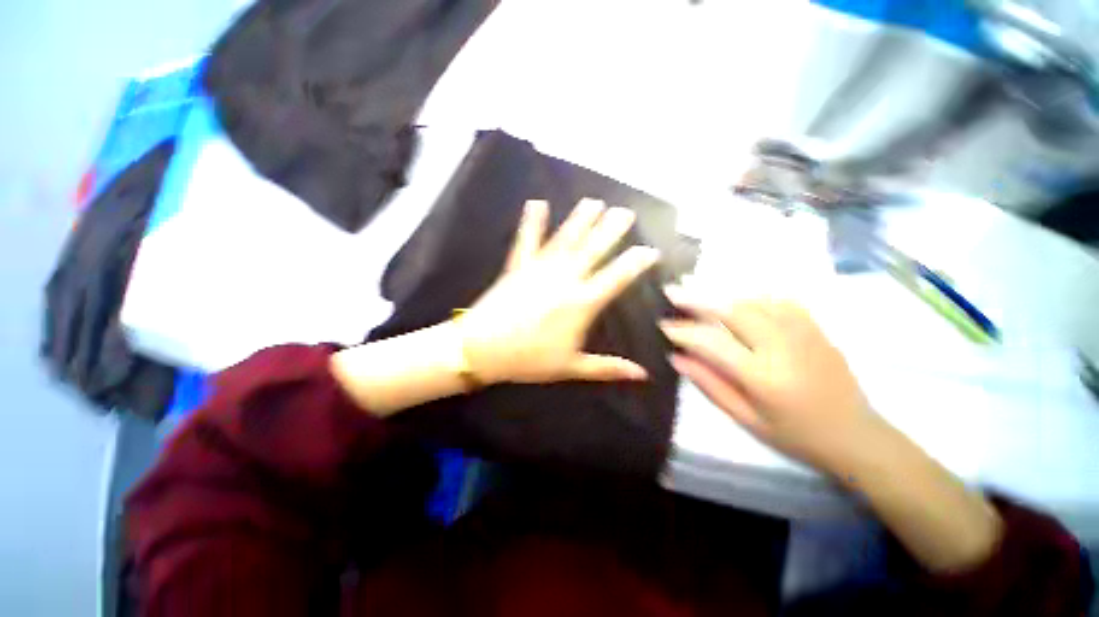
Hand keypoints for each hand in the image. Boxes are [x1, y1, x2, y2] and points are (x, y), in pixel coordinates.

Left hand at [458, 198, 659, 385]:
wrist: (482, 350)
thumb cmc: (528, 360)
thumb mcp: (571, 367)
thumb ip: (607, 368)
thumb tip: (641, 375)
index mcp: (581, 304)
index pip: (616, 278)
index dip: (635, 263)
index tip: (650, 250)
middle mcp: (564, 280)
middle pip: (593, 250)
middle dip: (611, 230)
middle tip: (626, 212)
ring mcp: (539, 270)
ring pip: (565, 240)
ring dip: (581, 220)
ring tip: (594, 202)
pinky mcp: (517, 267)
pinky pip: (527, 241)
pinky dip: (531, 222)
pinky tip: (537, 203)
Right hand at [660, 292, 879, 474]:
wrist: (856, 435)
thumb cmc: (795, 435)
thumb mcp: (746, 419)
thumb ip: (709, 384)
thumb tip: (676, 357)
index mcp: (763, 376)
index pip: (712, 342)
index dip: (683, 331)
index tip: (662, 324)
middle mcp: (782, 347)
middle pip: (732, 310)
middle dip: (697, 298)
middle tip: (672, 289)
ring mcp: (802, 332)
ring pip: (753, 300)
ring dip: (720, 292)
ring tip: (695, 285)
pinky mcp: (815, 327)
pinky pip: (778, 300)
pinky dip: (750, 294)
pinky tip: (735, 295)